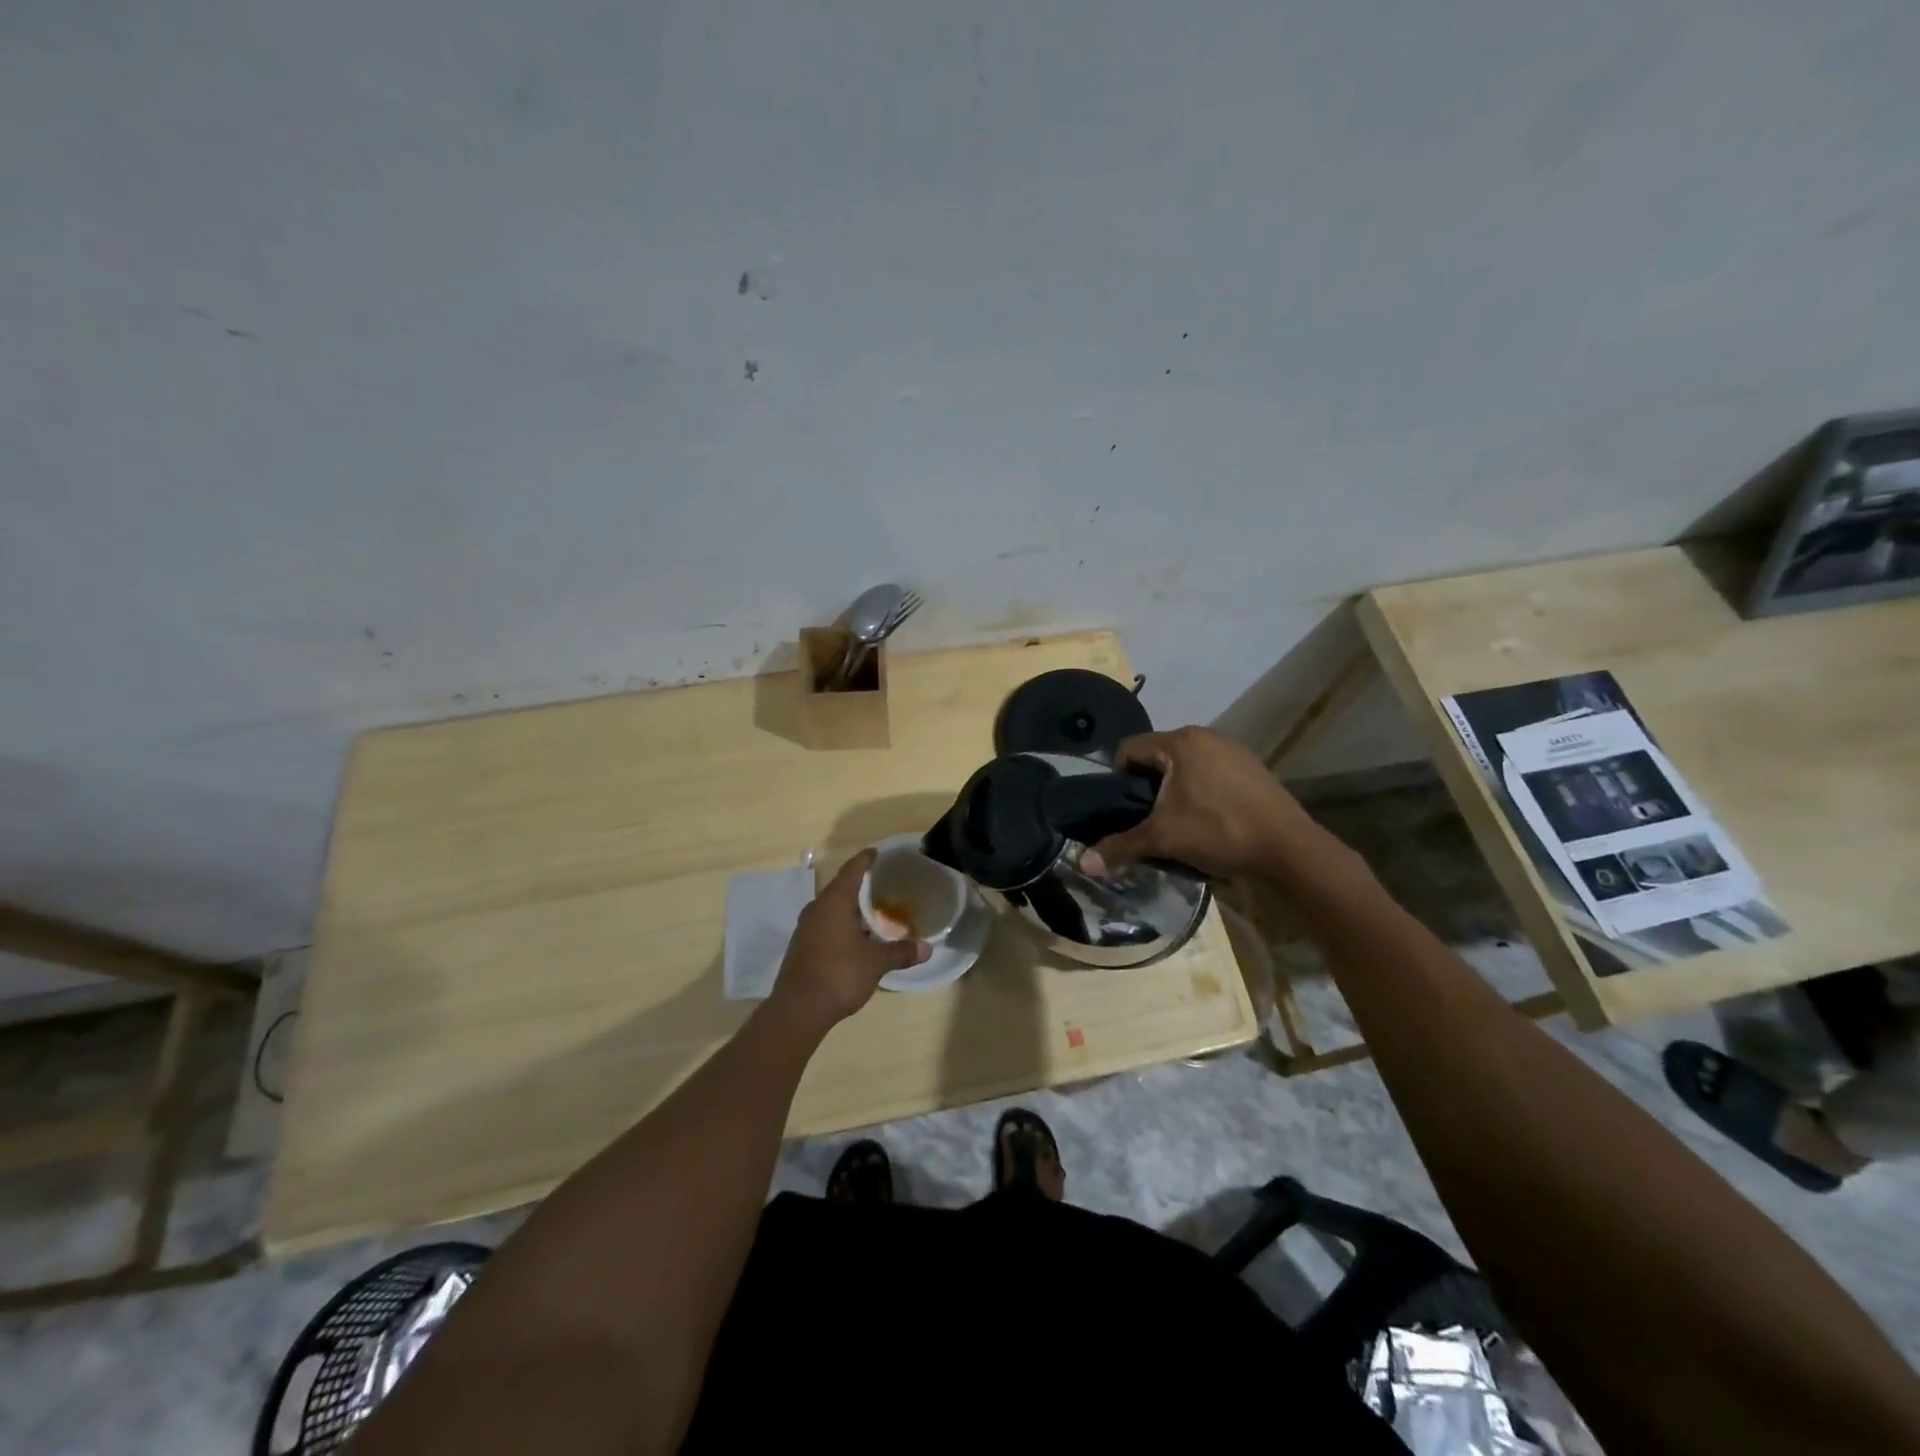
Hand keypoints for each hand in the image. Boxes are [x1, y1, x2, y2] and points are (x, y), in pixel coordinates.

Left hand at [769, 849, 930, 1028]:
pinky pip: (825, 924)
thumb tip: (927, 948)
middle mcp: (817, 908)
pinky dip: (841, 924)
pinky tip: (855, 937)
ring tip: (872, 911)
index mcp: (834, 902)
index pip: (852, 870)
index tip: (876, 852)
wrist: (798, 1010)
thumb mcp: (876, 963)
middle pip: (840, 887)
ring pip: (831, 908)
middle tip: (882, 883)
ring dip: (850, 907)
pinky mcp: (801, 946)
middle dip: (860, 885)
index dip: (865, 860)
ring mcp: (806, 928)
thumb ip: (901, 952)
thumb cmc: (839, 975)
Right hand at [1085, 726, 1328, 880]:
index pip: (1129, 749)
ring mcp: (1234, 750)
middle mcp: (1206, 736)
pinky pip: (1211, 773)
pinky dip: (1201, 791)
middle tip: (1147, 819)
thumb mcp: (1163, 839)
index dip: (1118, 779)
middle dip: (1148, 786)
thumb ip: (1120, 846)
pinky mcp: (1252, 768)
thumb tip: (1082, 864)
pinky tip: (1209, 820)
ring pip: (1186, 765)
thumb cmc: (1219, 831)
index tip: (1123, 809)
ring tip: (1178, 822)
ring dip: (1174, 790)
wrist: (1289, 850)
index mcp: (1180, 742)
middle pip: (1158, 756)